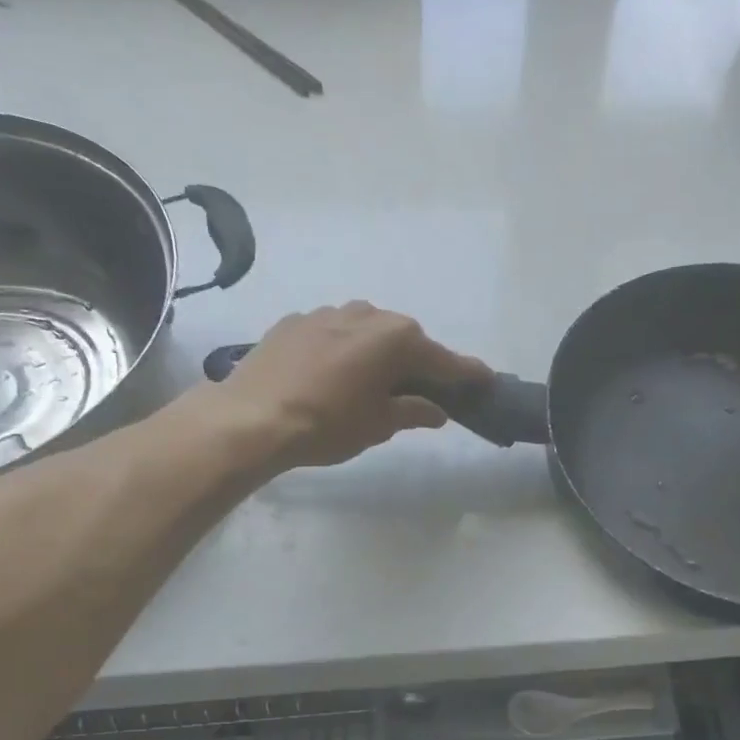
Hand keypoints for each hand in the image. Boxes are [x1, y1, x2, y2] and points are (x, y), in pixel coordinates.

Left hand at [214, 303, 492, 468]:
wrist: (253, 418)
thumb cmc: (328, 425)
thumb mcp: (378, 425)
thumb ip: (412, 412)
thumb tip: (435, 410)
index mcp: (396, 339)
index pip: (443, 360)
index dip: (467, 374)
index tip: (486, 379)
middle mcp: (367, 314)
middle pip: (405, 339)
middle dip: (417, 363)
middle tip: (423, 390)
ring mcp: (328, 313)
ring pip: (368, 331)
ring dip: (378, 353)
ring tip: (373, 382)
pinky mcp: (296, 321)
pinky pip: (335, 333)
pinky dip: (344, 351)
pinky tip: (333, 375)